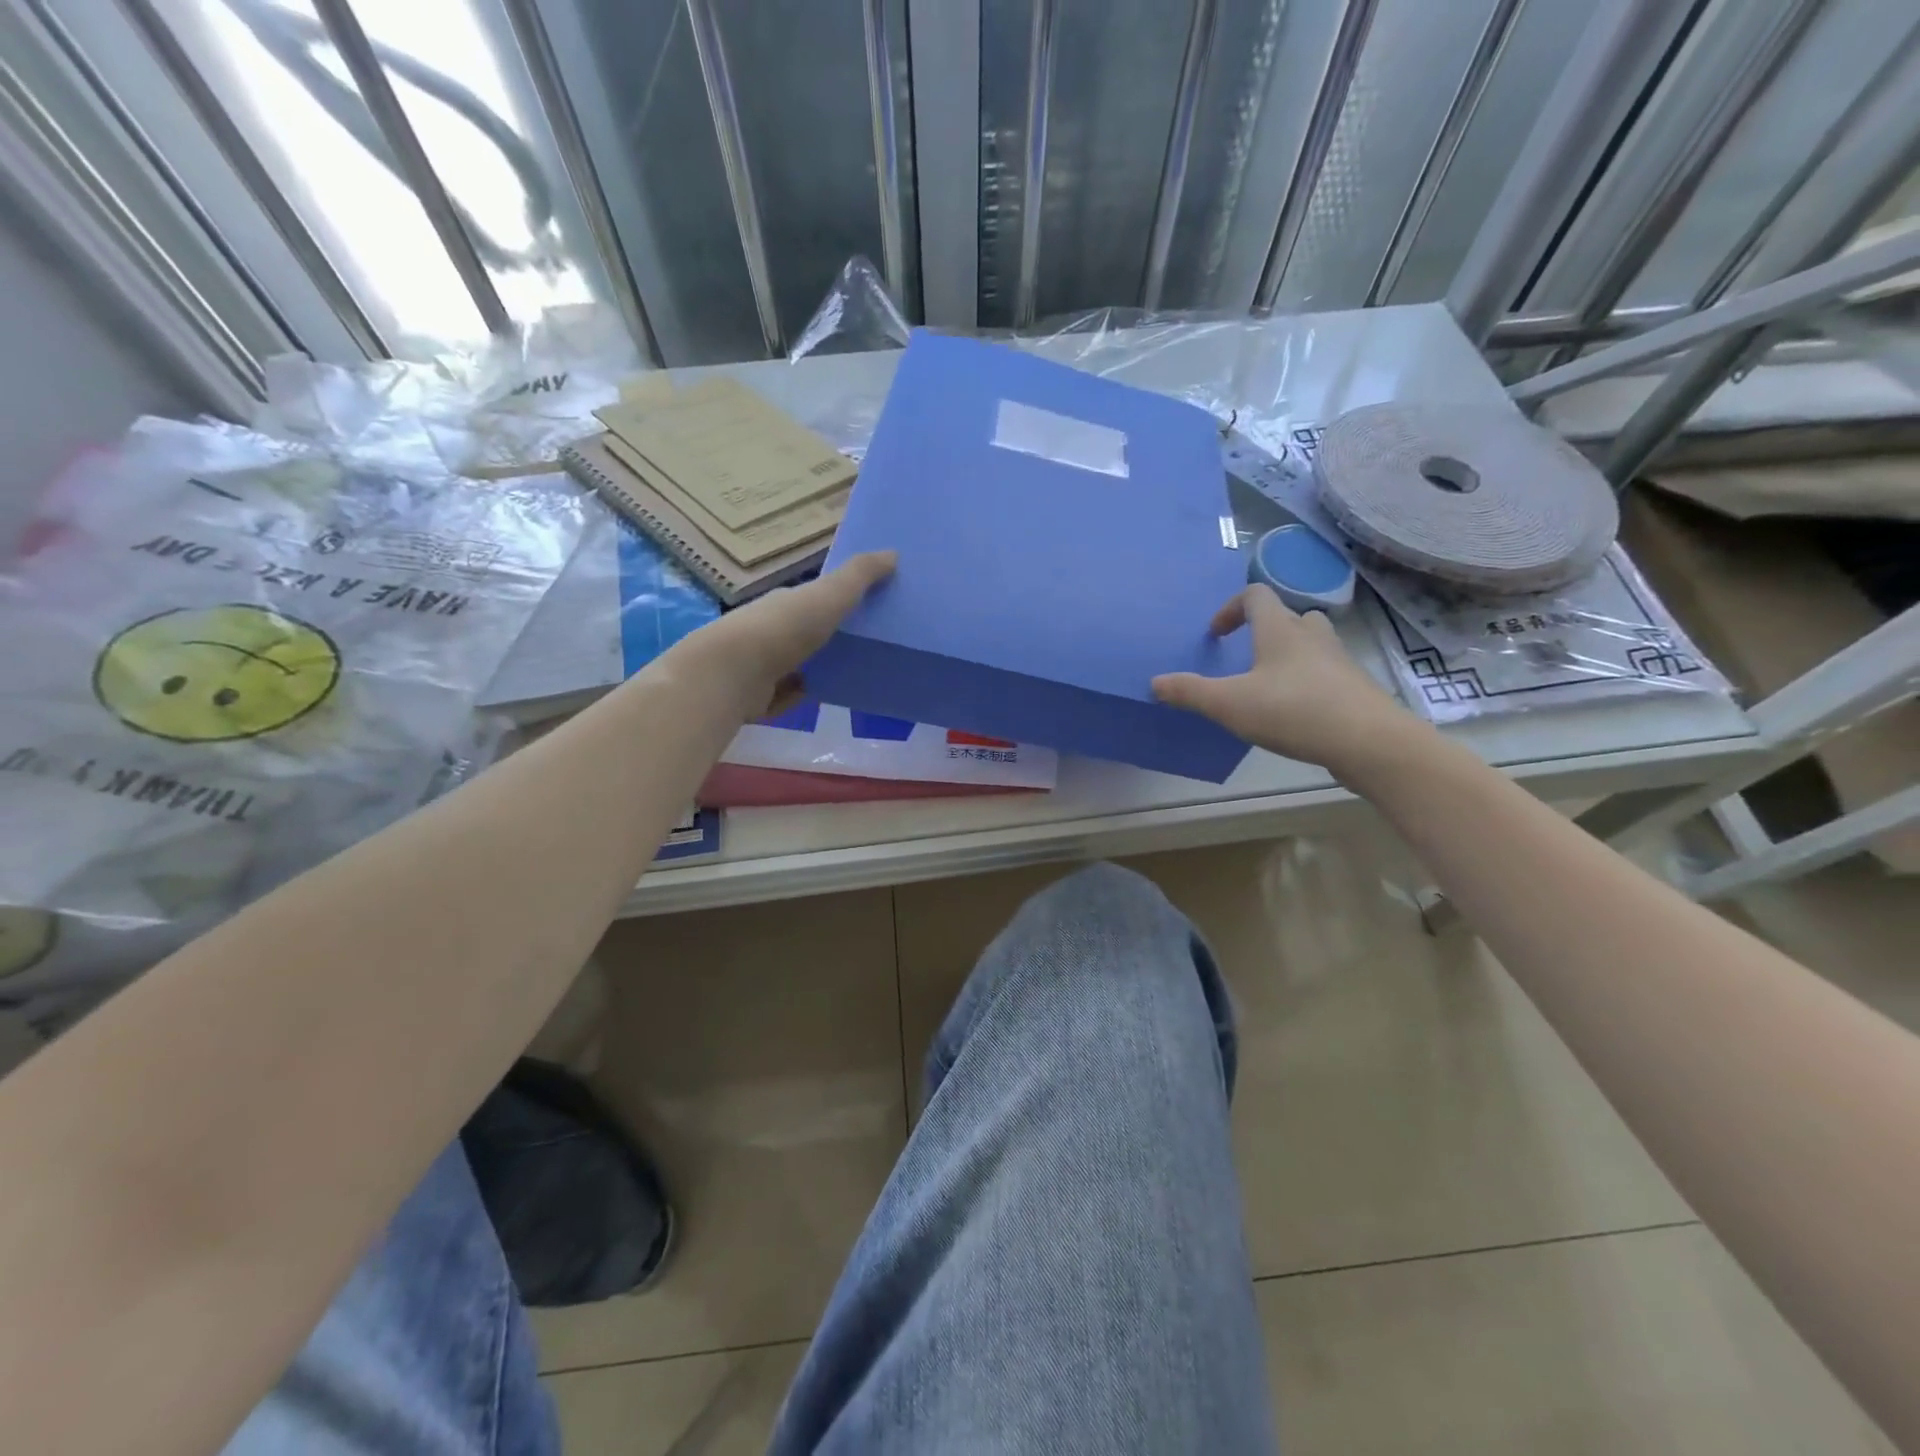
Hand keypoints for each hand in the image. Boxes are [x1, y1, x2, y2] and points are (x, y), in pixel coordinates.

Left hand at [689, 551, 896, 715]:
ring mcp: (766, 664)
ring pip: (802, 662)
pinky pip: (793, 693)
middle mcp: (774, 629)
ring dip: (824, 665)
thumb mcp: (828, 596)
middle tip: (876, 642)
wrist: (733, 675)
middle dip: (836, 634)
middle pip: (811, 630)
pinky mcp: (764, 697)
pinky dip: (808, 692)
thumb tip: (893, 553)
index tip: (873, 604)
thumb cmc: (783, 629)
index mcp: (787, 602)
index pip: (817, 598)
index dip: (842, 598)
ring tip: (862, 670)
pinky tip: (832, 695)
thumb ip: (859, 577)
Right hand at [1152, 585, 1427, 778]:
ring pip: (1311, 644)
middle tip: (1246, 657)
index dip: (1231, 608)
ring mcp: (1339, 660)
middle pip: (1289, 616)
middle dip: (1265, 631)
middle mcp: (1312, 636)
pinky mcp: (1355, 687)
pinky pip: (1326, 673)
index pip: (1255, 596)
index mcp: (1280, 629)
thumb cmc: (1293, 711)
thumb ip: (1190, 692)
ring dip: (1289, 655)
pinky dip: (1308, 683)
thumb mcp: (1229, 704)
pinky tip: (1295, 714)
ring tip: (1269, 686)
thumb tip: (1154, 682)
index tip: (1216, 635)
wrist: (1369, 742)